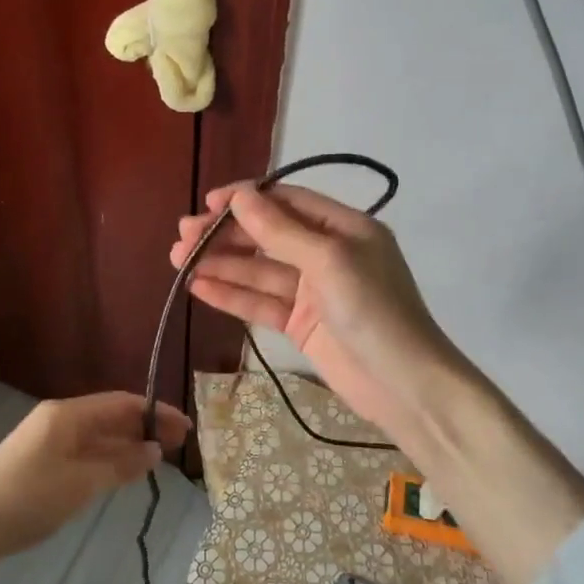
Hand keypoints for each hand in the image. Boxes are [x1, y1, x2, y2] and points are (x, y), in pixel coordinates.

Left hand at [0, 394, 189, 583]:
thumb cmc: (27, 498)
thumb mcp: (81, 483)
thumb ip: (120, 465)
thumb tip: (154, 450)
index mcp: (68, 414)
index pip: (122, 403)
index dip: (156, 413)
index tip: (186, 428)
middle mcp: (58, 420)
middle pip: (110, 417)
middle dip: (145, 427)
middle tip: (179, 445)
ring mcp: (46, 443)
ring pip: (97, 437)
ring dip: (127, 445)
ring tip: (158, 459)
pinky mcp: (38, 466)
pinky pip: (83, 453)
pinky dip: (107, 459)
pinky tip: (121, 473)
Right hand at [177, 182, 583, 583]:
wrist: (406, 387)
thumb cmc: (373, 311)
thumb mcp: (329, 261)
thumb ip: (281, 231)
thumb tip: (240, 196)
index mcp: (344, 228)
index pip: (287, 202)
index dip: (246, 199)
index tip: (207, 202)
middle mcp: (327, 254)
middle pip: (268, 236)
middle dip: (226, 234)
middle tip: (182, 236)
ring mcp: (314, 291)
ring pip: (260, 271)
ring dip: (222, 264)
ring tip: (178, 260)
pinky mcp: (302, 325)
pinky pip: (262, 303)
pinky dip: (233, 295)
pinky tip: (200, 287)